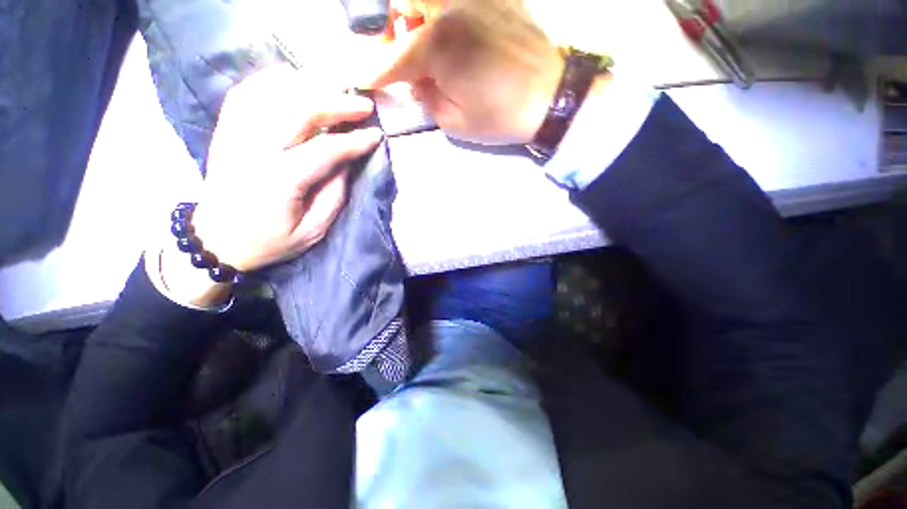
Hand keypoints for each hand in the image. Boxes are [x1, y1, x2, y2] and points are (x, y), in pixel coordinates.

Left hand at [158, 65, 382, 305]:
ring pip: (273, 92)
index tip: (376, 136)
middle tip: (364, 104)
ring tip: (338, 90)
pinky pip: (249, 91)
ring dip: (311, 86)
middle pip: (298, 110)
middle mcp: (253, 149)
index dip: (354, 141)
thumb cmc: (269, 241)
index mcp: (279, 181)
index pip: (324, 150)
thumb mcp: (312, 231)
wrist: (216, 239)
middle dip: (337, 103)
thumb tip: (347, 160)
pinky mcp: (226, 129)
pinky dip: (275, 80)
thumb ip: (333, 195)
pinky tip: (298, 82)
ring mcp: (235, 134)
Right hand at [367, 0, 563, 144]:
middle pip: (401, 2)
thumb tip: (414, 81)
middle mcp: (449, 6)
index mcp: (438, 44)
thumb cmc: (501, 116)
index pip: (390, 58)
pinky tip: (448, 31)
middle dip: (389, 29)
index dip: (372, 73)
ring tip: (424, 42)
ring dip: (414, 15)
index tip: (361, 81)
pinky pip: (452, 1)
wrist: (550, 96)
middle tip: (398, 55)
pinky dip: (440, 13)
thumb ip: (426, 97)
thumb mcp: (455, 121)